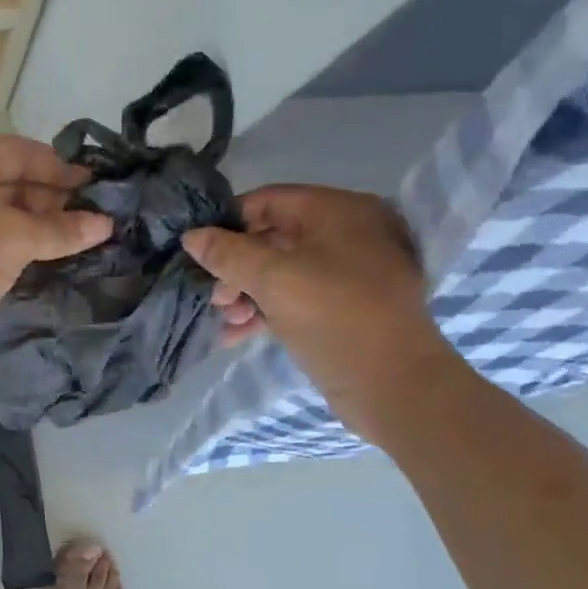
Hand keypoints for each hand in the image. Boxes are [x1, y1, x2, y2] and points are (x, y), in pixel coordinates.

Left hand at [0, 136, 112, 369]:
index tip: (100, 191)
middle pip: (11, 180)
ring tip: (72, 244)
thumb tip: (105, 223)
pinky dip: (9, 245)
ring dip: (32, 226)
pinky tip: (37, 261)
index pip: (25, 152)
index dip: (64, 171)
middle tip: (92, 223)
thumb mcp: (14, 239)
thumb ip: (60, 230)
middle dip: (51, 200)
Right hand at [182, 185, 456, 438]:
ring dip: (247, 294)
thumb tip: (192, 236)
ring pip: (282, 271)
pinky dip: (267, 310)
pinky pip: (296, 296)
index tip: (197, 252)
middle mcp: (348, 233)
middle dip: (236, 268)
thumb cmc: (335, 318)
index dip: (228, 223)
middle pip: (273, 238)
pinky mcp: (345, 307)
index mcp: (339, 211)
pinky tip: (239, 335)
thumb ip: (228, 254)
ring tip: (226, 322)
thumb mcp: (274, 280)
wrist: (395, 387)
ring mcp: (349, 272)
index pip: (268, 201)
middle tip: (215, 299)